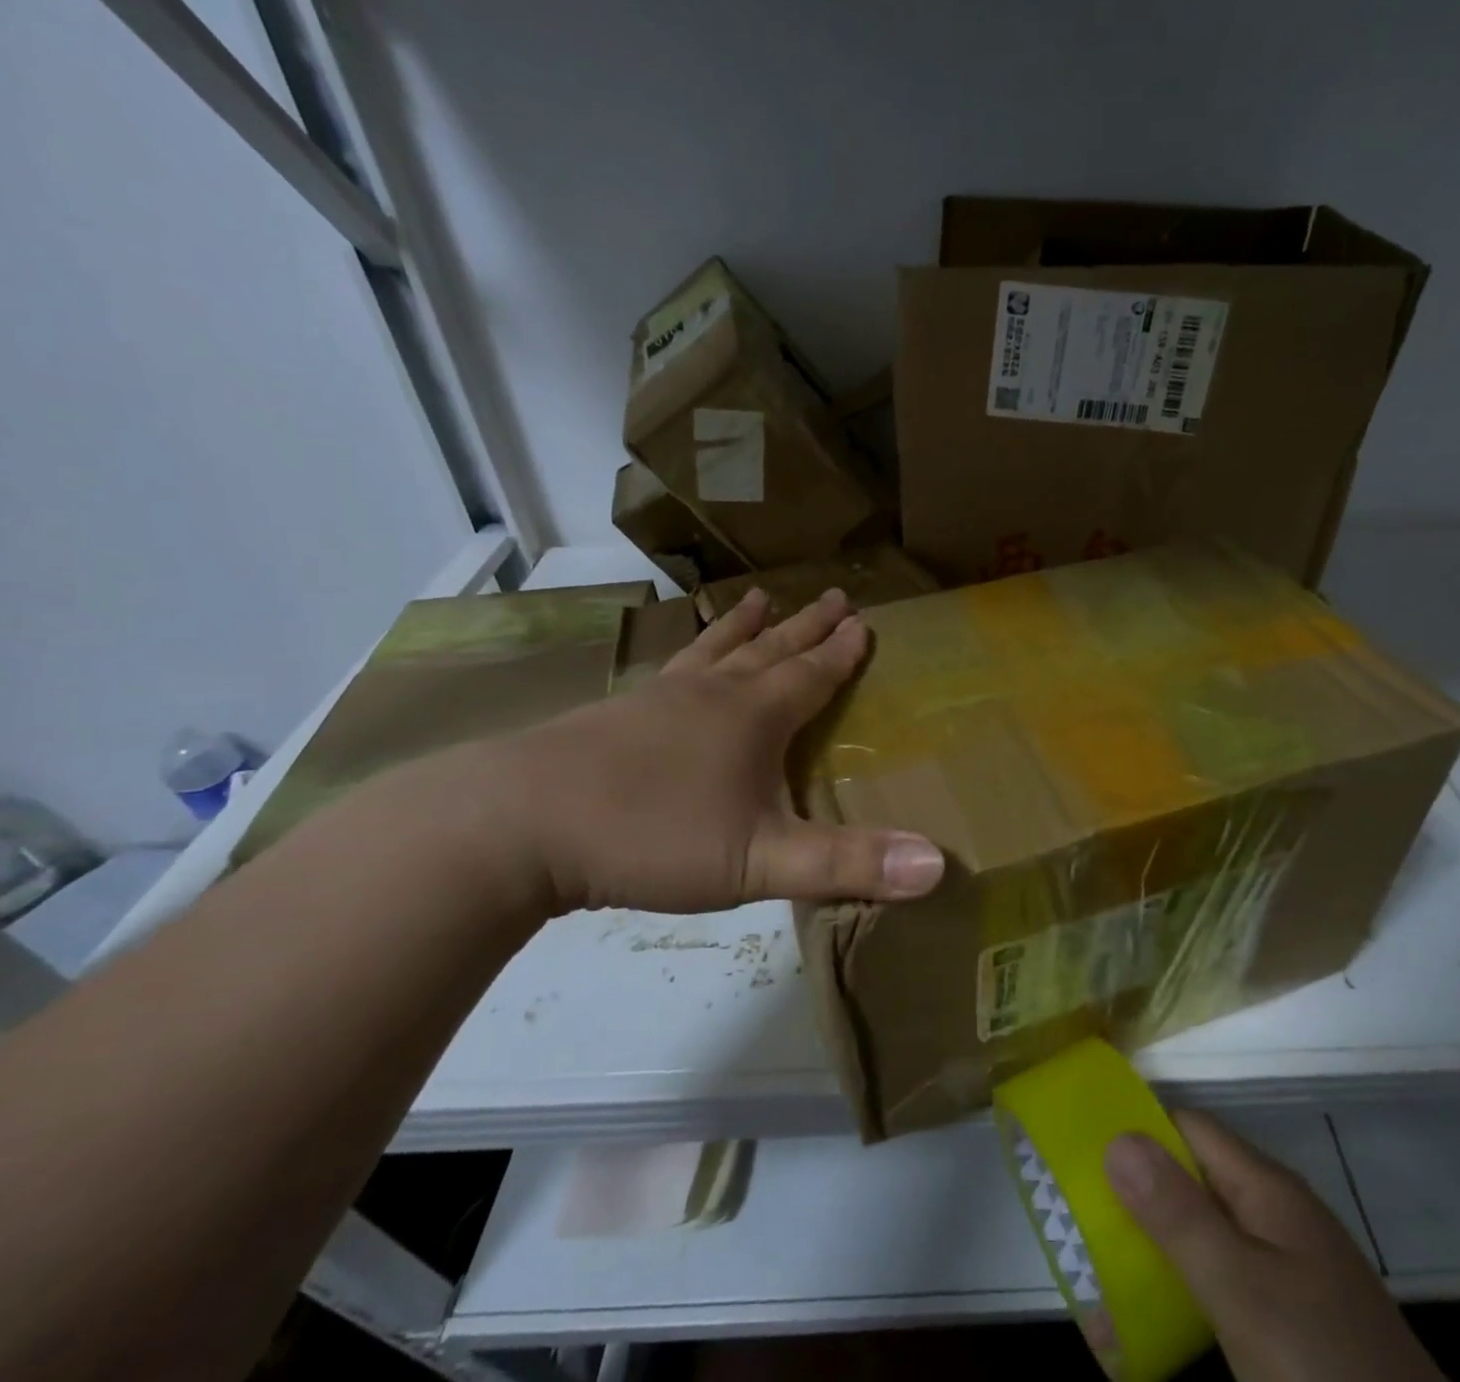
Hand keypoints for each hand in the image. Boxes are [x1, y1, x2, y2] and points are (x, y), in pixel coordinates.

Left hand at [463, 587, 945, 917]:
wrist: (520, 824)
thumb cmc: (652, 838)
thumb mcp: (760, 863)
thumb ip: (848, 865)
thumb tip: (938, 864)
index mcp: (753, 718)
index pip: (812, 675)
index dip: (841, 652)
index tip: (863, 621)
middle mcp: (712, 694)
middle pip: (771, 650)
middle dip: (807, 626)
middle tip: (833, 595)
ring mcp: (660, 698)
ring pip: (717, 649)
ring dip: (746, 626)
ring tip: (760, 597)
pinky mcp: (616, 713)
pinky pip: (671, 667)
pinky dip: (691, 650)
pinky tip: (681, 658)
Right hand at [1106, 1111, 1442, 1381]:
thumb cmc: (1325, 1370)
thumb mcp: (1243, 1294)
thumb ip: (1179, 1216)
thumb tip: (1115, 1136)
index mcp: (1267, 1190)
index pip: (1188, 1127)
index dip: (1136, 1130)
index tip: (1080, 1151)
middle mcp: (1276, 1217)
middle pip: (1193, 1181)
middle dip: (1137, 1198)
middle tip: (1079, 1225)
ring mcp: (1289, 1273)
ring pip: (1205, 1238)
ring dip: (1155, 1250)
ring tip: (1100, 1279)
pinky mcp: (1293, 1325)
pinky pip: (1224, 1287)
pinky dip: (1184, 1293)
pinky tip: (1154, 1327)